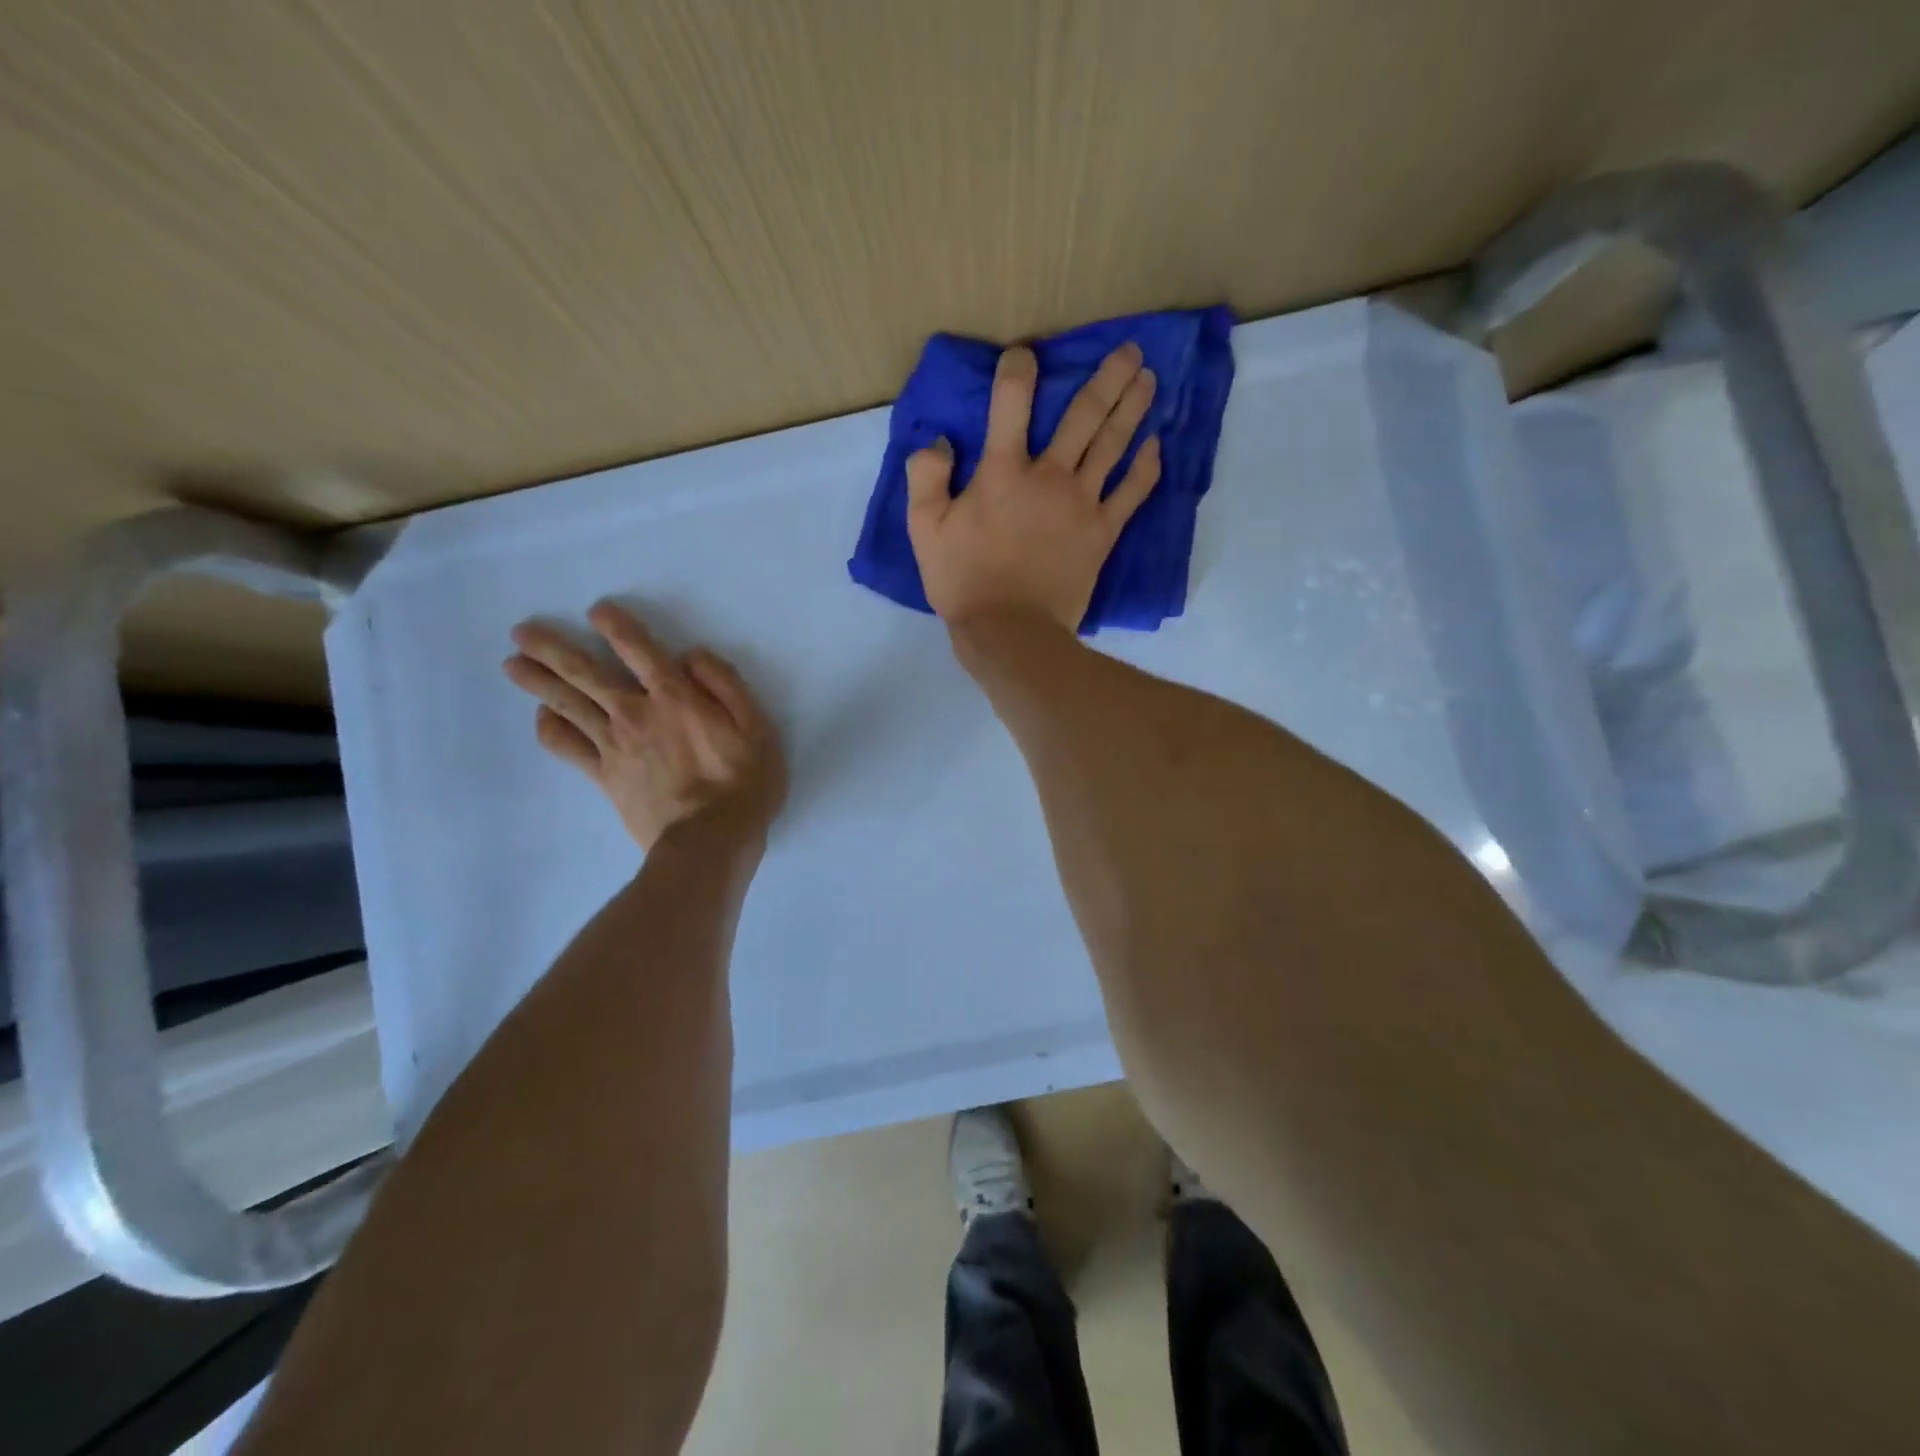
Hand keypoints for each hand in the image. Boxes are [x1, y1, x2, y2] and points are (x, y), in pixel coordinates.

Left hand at [503, 603, 785, 851]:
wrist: (710, 841)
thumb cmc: (744, 784)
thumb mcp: (757, 728)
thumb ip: (726, 685)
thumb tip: (692, 656)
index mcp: (676, 698)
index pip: (639, 650)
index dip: (616, 626)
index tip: (597, 610)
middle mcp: (635, 714)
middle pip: (585, 673)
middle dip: (552, 649)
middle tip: (522, 631)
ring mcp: (613, 746)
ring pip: (567, 704)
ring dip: (538, 680)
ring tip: (513, 663)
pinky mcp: (603, 776)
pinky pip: (566, 746)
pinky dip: (549, 728)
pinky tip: (543, 716)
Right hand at [905, 342, 1160, 632]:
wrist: (1010, 630)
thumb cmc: (963, 581)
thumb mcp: (925, 530)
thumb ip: (926, 477)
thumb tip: (938, 441)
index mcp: (1003, 471)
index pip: (1012, 403)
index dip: (1018, 371)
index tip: (1024, 355)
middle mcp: (1049, 475)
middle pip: (1083, 416)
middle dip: (1108, 378)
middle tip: (1131, 350)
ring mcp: (1081, 503)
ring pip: (1113, 445)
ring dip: (1133, 408)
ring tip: (1150, 379)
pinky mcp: (1102, 533)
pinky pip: (1130, 494)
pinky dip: (1145, 469)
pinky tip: (1156, 446)